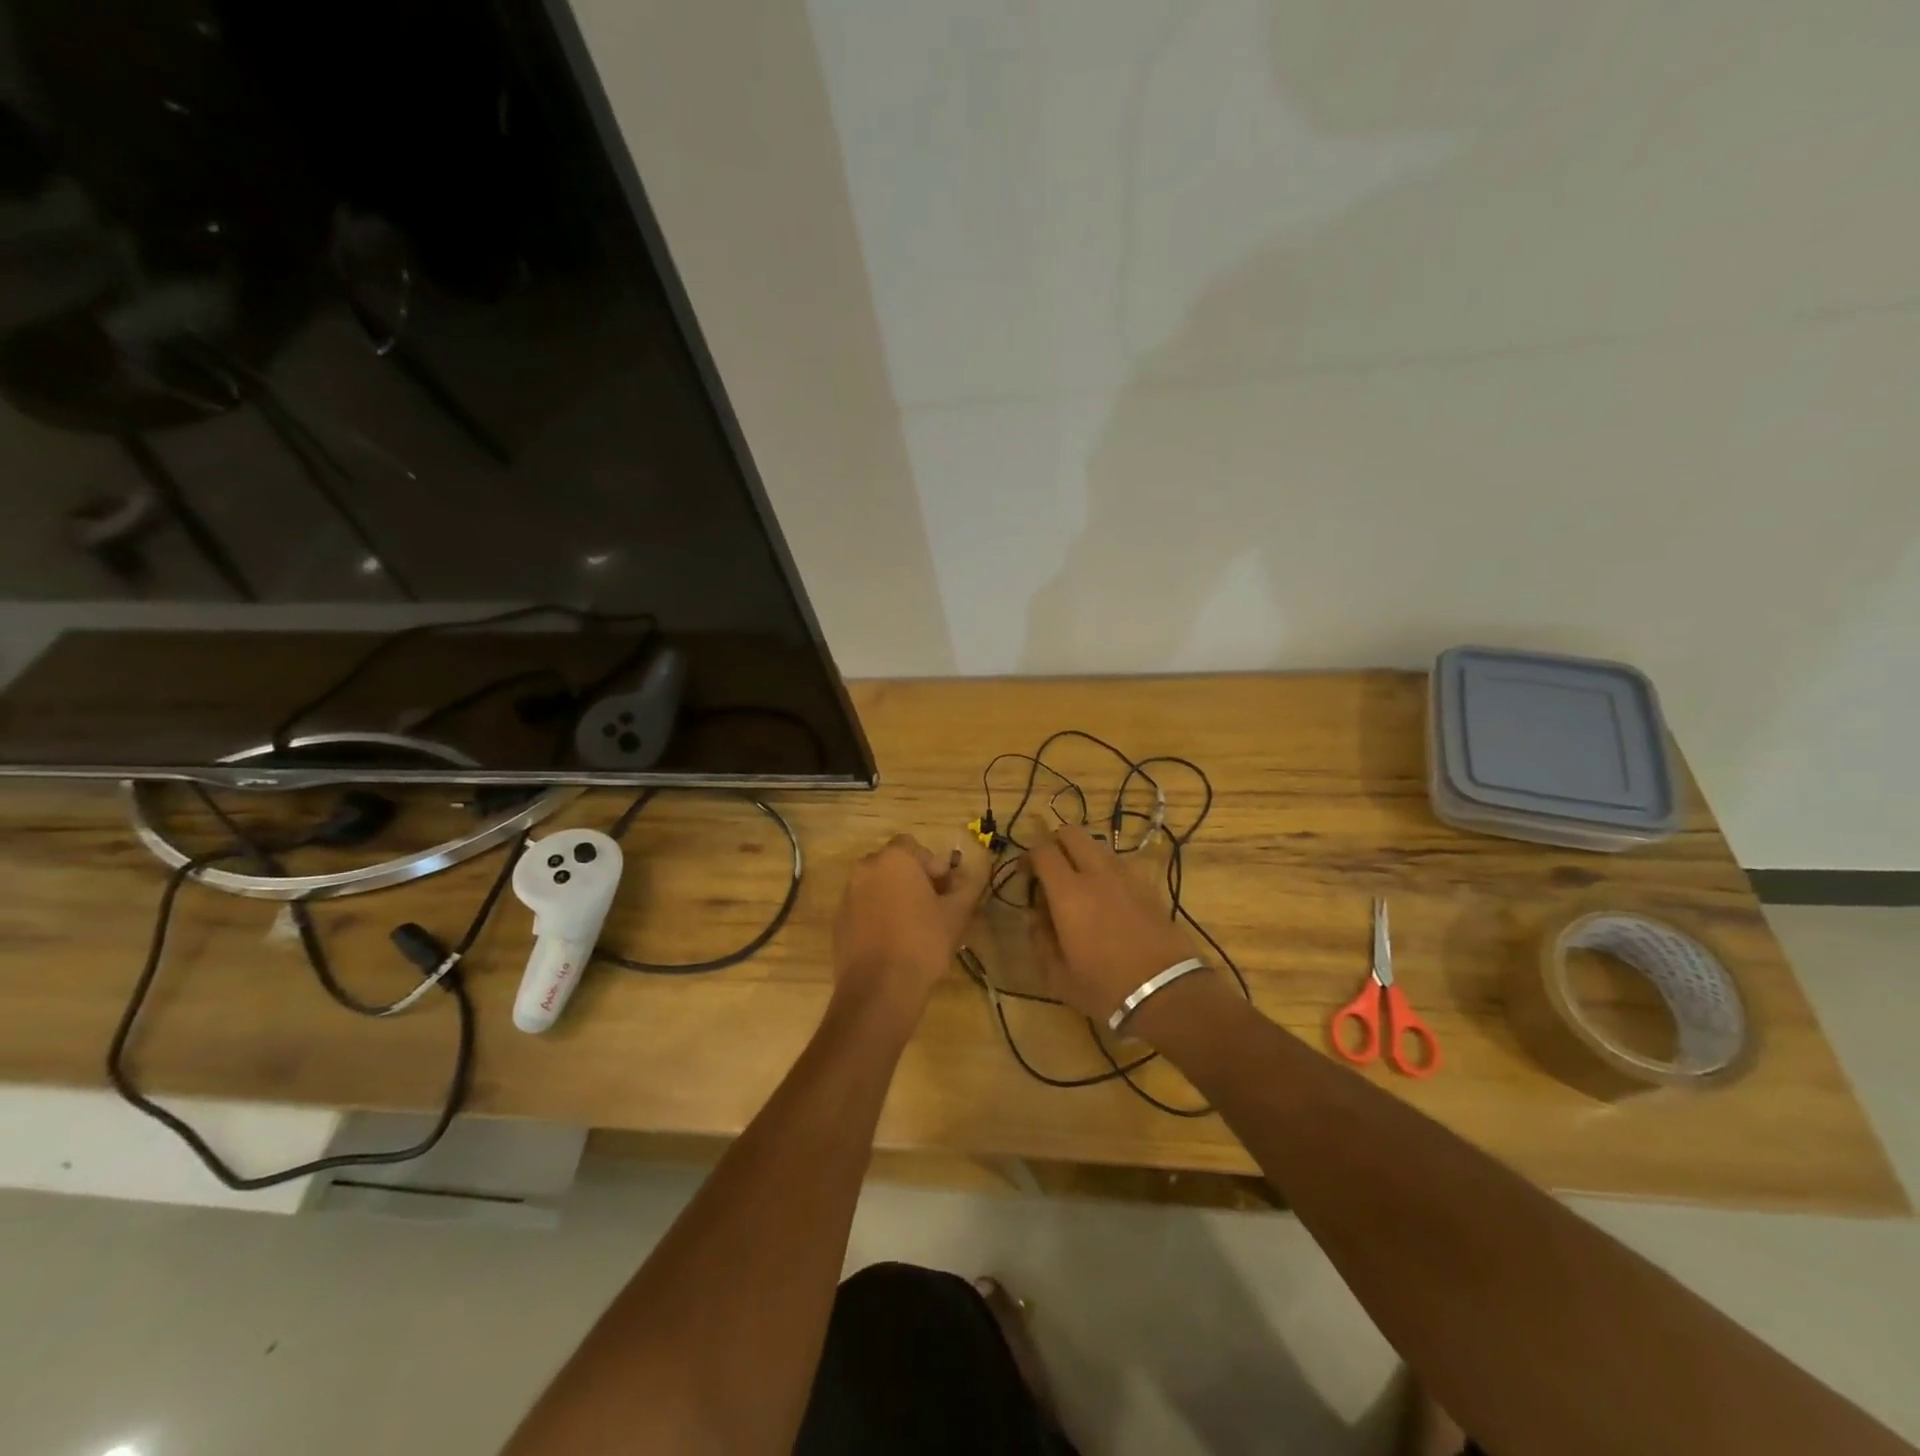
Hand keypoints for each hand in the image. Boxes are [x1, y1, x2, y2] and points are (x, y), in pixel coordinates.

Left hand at [833, 833, 986, 1027]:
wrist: (879, 988)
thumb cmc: (923, 942)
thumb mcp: (957, 913)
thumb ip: (966, 887)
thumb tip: (967, 877)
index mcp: (894, 859)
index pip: (914, 847)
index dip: (932, 865)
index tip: (946, 890)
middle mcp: (865, 869)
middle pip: (893, 865)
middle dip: (913, 879)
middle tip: (932, 905)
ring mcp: (847, 895)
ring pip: (876, 886)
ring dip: (894, 897)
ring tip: (913, 926)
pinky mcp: (839, 922)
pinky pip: (863, 908)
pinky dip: (877, 916)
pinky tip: (892, 941)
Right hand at [1027, 825, 1205, 1023]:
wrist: (1166, 992)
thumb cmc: (1104, 987)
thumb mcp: (1057, 975)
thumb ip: (1039, 938)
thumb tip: (1033, 914)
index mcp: (1068, 892)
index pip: (1043, 850)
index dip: (1029, 856)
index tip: (1025, 874)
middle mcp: (1097, 873)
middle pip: (1072, 833)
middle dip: (1055, 843)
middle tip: (1050, 870)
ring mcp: (1126, 876)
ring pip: (1097, 845)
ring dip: (1082, 855)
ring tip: (1079, 884)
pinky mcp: (1148, 886)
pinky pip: (1119, 864)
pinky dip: (1105, 870)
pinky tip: (1106, 899)